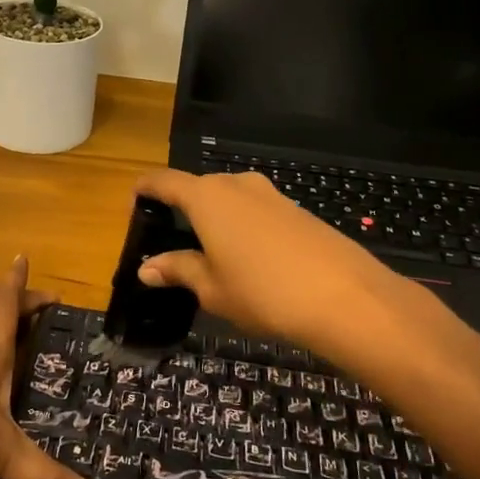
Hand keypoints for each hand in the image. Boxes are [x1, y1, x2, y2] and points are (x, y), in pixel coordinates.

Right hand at [134, 169, 422, 355]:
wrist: (346, 297)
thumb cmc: (263, 292)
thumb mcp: (211, 288)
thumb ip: (178, 270)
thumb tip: (147, 268)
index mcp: (206, 197)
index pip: (163, 181)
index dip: (144, 190)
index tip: (133, 204)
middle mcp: (237, 185)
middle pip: (198, 188)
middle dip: (181, 209)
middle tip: (171, 241)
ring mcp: (271, 195)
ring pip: (229, 200)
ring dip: (214, 219)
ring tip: (209, 254)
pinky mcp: (297, 210)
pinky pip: (256, 211)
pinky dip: (242, 227)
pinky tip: (249, 260)